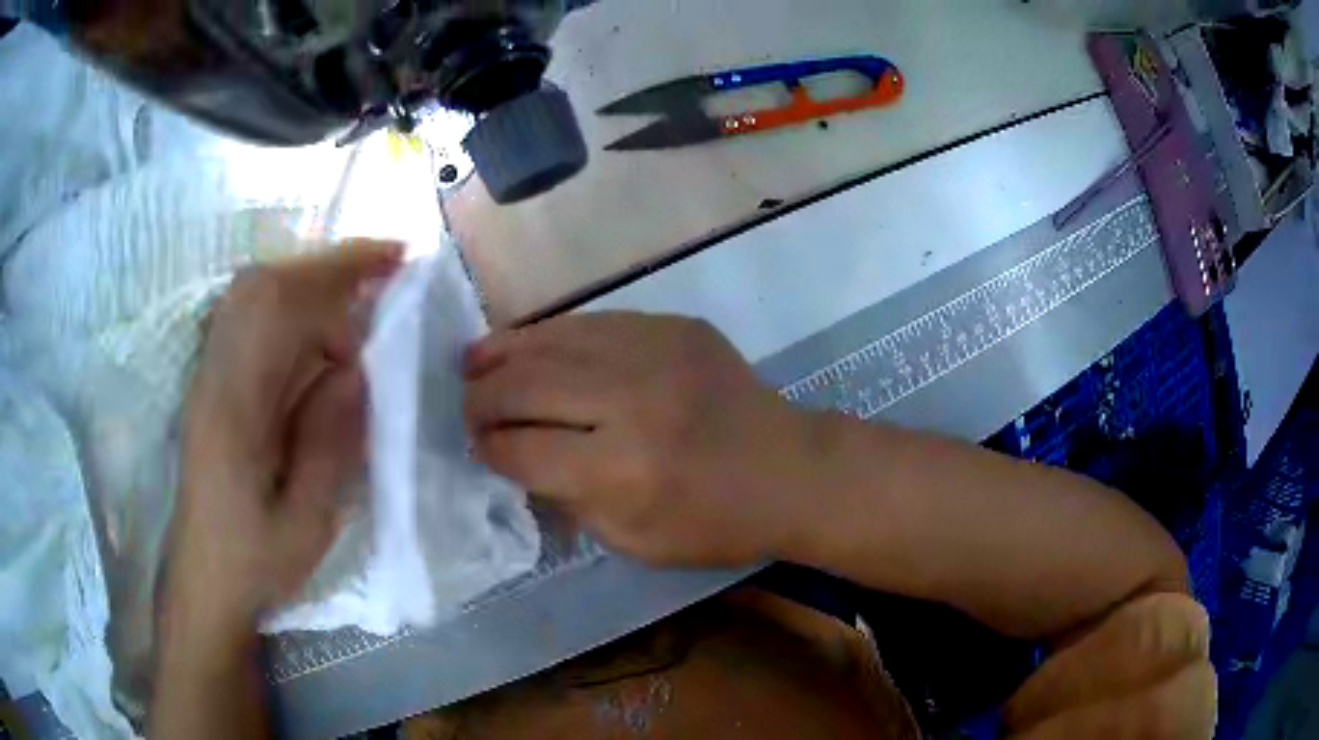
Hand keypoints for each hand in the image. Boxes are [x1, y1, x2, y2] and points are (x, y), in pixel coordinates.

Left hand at [164, 243, 401, 639]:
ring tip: (358, 303)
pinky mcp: (211, 382)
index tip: (393, 263)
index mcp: (234, 411)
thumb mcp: (306, 525)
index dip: (336, 273)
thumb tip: (355, 370)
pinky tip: (318, 334)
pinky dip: (290, 306)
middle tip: (385, 274)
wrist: (203, 581)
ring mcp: (208, 375)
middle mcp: (214, 377)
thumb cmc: (255, 564)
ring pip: (251, 295)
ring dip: (309, 284)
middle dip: (326, 268)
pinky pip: (247, 318)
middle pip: (260, 286)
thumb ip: (329, 446)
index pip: (278, 308)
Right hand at [464, 313, 817, 567]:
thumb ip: (567, 498)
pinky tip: (528, 344)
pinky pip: (593, 323)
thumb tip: (515, 457)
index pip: (524, 450)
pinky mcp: (674, 326)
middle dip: (482, 398)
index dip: (489, 447)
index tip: (474, 445)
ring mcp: (656, 352)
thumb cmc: (716, 524)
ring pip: (553, 341)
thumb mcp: (633, 540)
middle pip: (527, 386)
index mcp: (623, 471)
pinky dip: (551, 335)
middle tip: (465, 405)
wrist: (792, 470)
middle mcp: (632, 401)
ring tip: (472, 361)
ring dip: (504, 353)